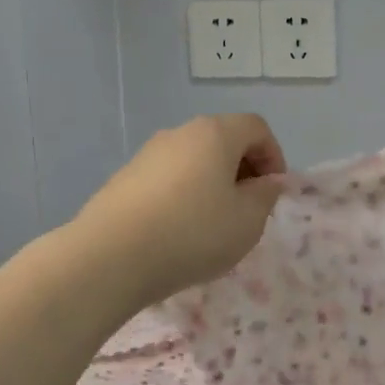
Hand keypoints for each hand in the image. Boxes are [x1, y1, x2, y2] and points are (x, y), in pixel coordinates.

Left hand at [75, 114, 286, 305]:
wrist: (110, 257)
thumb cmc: (193, 233)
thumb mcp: (247, 221)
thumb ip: (266, 196)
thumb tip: (268, 182)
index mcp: (215, 134)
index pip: (256, 127)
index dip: (274, 156)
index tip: (273, 192)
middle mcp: (179, 133)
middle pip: (223, 140)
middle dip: (244, 169)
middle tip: (249, 208)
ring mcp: (147, 154)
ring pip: (194, 160)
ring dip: (213, 184)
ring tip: (214, 224)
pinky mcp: (124, 179)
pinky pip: (168, 179)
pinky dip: (185, 195)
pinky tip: (180, 231)